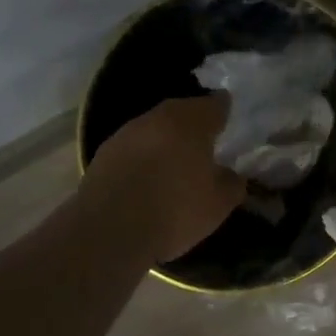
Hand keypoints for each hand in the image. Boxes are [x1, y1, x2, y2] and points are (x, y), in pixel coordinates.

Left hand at [83, 95, 244, 263]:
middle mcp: (159, 117)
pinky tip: (148, 177)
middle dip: (194, 124)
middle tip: (205, 143)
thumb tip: (232, 174)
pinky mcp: (104, 153)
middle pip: (182, 111)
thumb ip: (232, 183)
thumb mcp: (219, 204)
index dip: (224, 110)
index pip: (216, 104)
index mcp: (192, 121)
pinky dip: (144, 156)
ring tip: (176, 162)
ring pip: (155, 128)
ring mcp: (127, 133)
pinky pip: (134, 147)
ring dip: (166, 140)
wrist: (108, 231)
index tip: (229, 120)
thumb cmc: (175, 210)